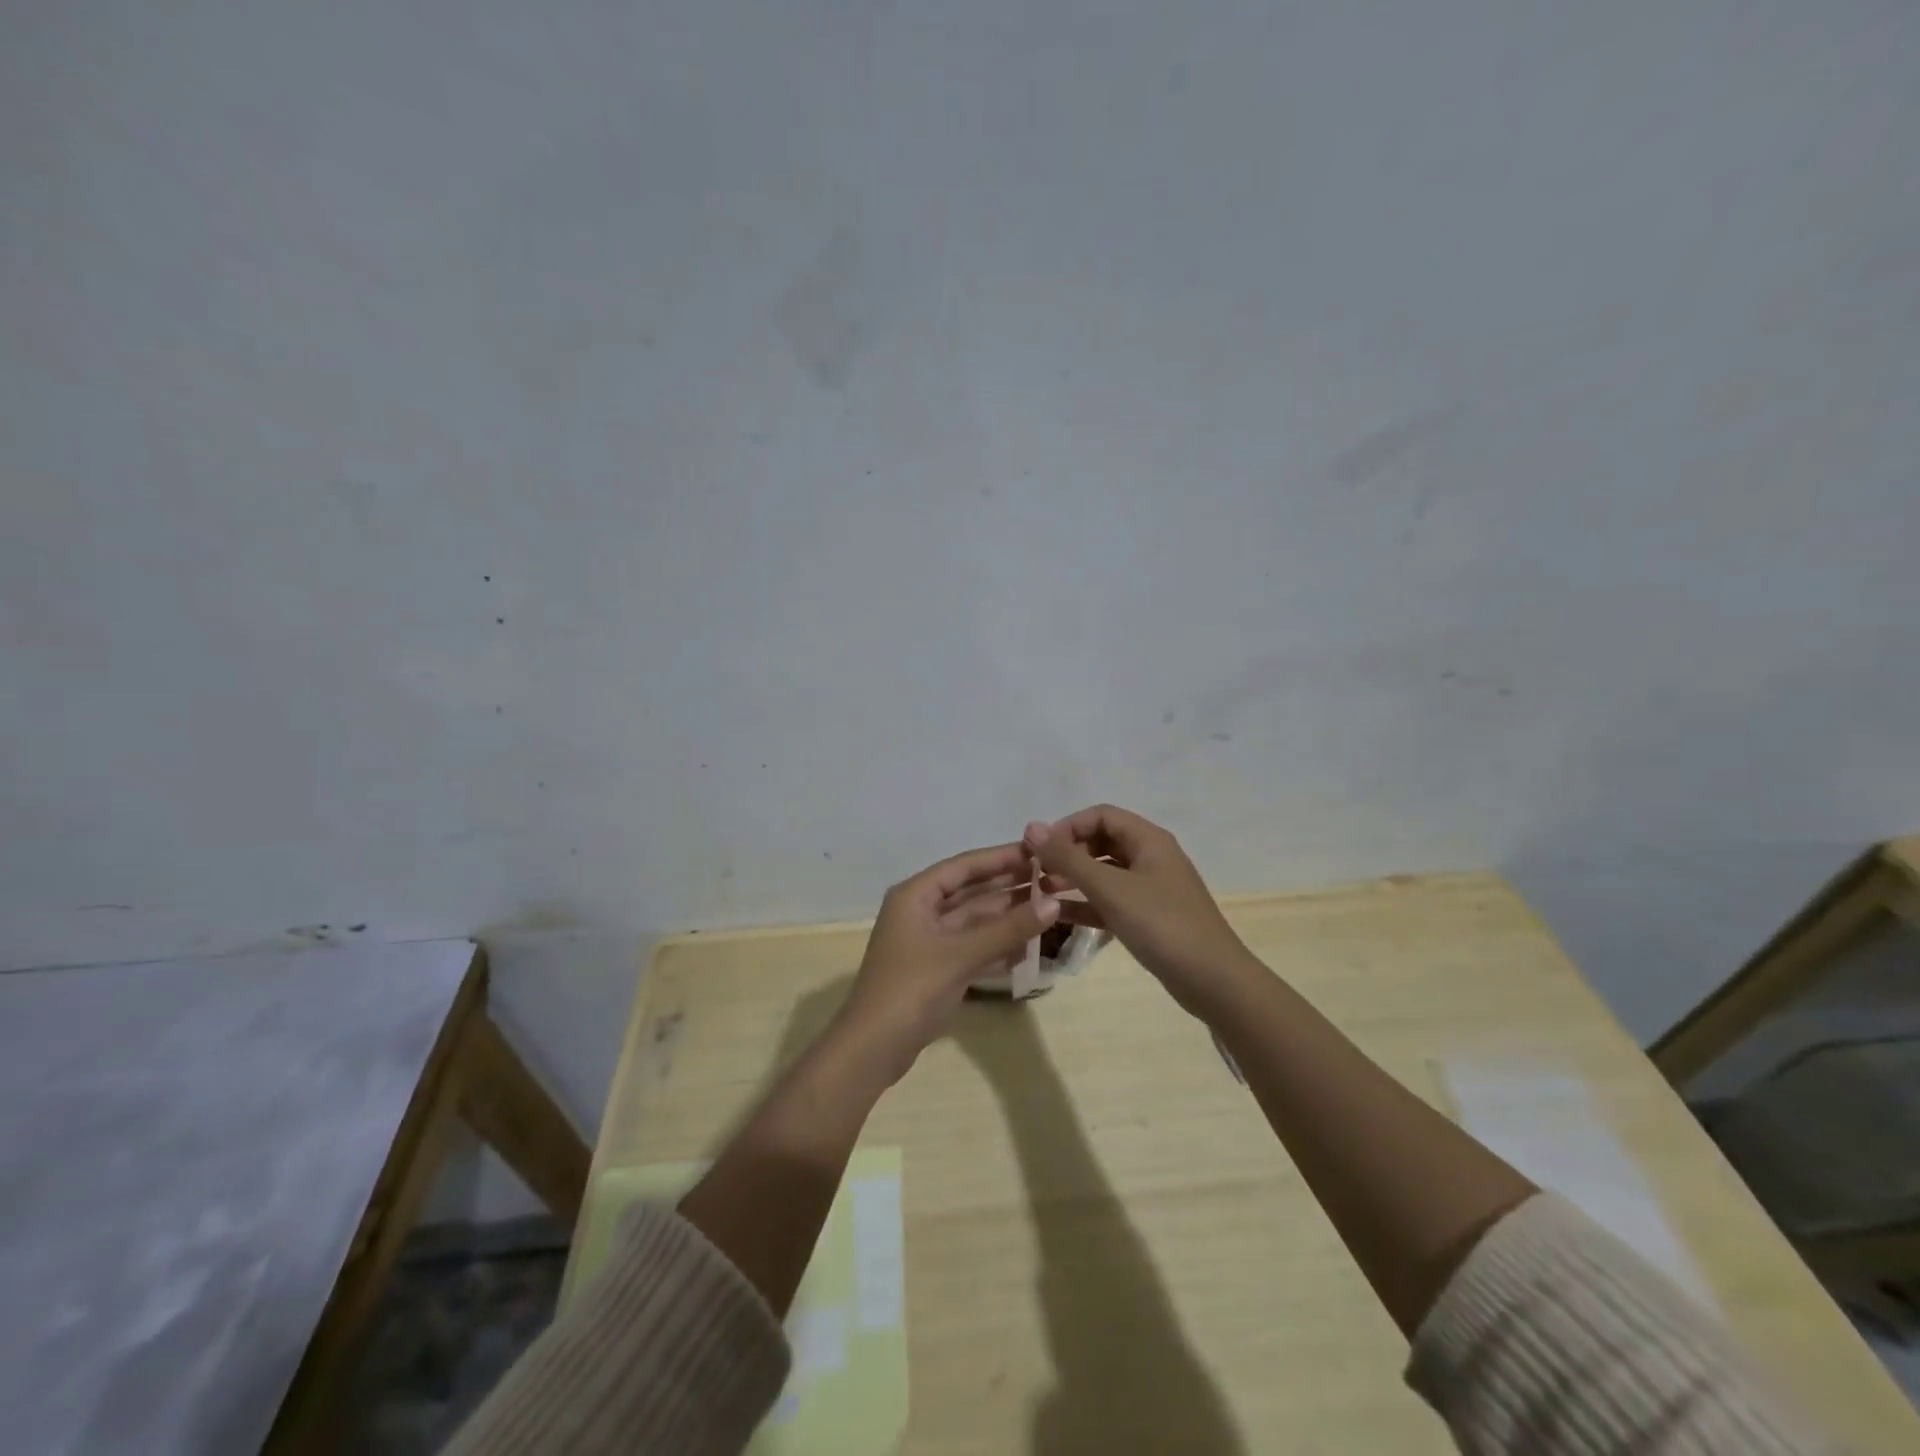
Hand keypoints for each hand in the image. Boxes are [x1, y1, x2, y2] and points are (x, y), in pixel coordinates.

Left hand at [835, 842, 1060, 1083]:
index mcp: (915, 895)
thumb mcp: (961, 955)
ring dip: (1007, 916)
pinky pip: (972, 945)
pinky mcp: (936, 968)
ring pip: (974, 920)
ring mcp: (928, 941)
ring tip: (1049, 906)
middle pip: (970, 891)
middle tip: (1052, 877)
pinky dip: (997, 943)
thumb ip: (1008, 929)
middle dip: (1009, 886)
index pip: (964, 865)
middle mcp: (920, 911)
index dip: (1001, 857)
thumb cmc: (911, 990)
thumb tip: (1054, 903)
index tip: (1039, 850)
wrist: (872, 1049)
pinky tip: (1029, 944)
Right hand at [1025, 805, 1253, 1016]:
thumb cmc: (1162, 924)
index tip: (1039, 848)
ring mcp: (1151, 888)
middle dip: (1067, 853)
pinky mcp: (1148, 917)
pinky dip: (1086, 904)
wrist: (1213, 981)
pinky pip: (1111, 900)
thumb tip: (1031, 827)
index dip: (1067, 826)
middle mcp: (1150, 857)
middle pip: (1101, 841)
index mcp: (1148, 840)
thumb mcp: (1110, 888)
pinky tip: (1058, 915)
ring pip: (1104, 872)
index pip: (1101, 815)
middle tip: (1037, 873)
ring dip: (1073, 878)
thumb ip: (1068, 858)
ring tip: (1041, 892)